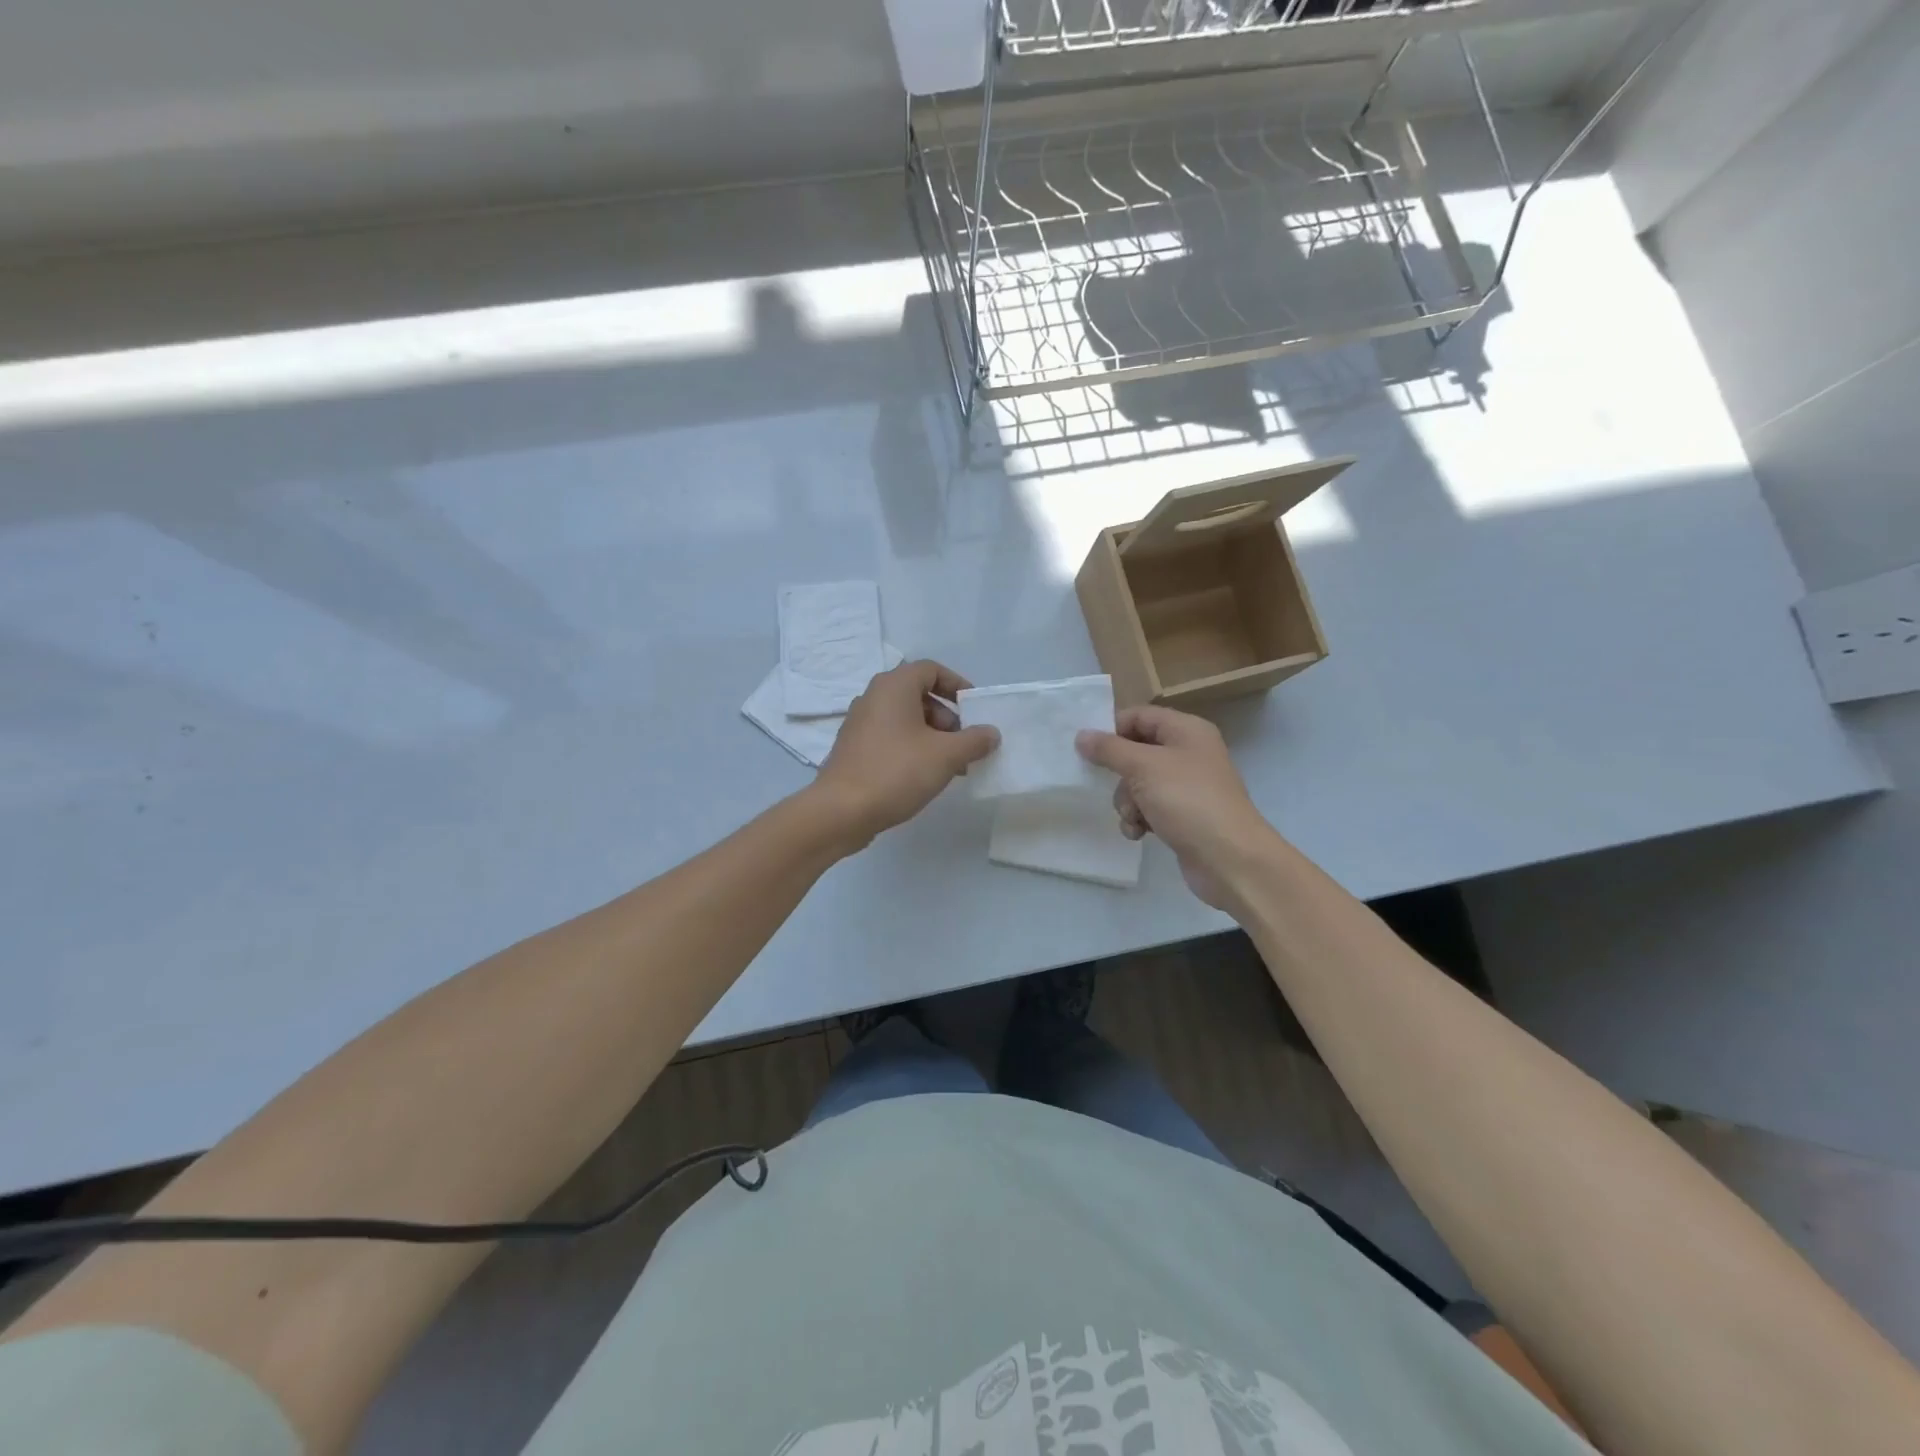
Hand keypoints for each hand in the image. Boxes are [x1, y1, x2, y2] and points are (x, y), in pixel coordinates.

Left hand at [813, 659, 998, 848]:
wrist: (841, 811)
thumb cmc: (896, 772)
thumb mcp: (946, 755)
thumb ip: (974, 740)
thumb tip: (991, 733)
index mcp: (893, 686)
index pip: (931, 670)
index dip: (957, 685)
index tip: (975, 709)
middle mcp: (873, 697)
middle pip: (919, 695)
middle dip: (948, 717)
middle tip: (964, 744)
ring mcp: (860, 723)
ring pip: (906, 719)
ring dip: (933, 736)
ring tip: (951, 766)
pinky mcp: (854, 748)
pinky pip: (891, 737)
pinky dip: (913, 748)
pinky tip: (925, 776)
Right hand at [1076, 706, 1274, 910]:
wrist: (1229, 858)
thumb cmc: (1187, 801)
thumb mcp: (1143, 767)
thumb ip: (1109, 749)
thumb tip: (1082, 735)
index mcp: (1186, 730)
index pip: (1139, 716)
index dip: (1112, 730)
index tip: (1089, 751)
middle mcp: (1189, 753)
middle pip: (1136, 751)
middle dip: (1120, 775)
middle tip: (1115, 788)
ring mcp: (1187, 786)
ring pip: (1139, 783)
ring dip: (1128, 802)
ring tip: (1134, 818)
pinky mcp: (1184, 815)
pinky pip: (1150, 808)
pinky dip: (1140, 819)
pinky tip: (1139, 833)